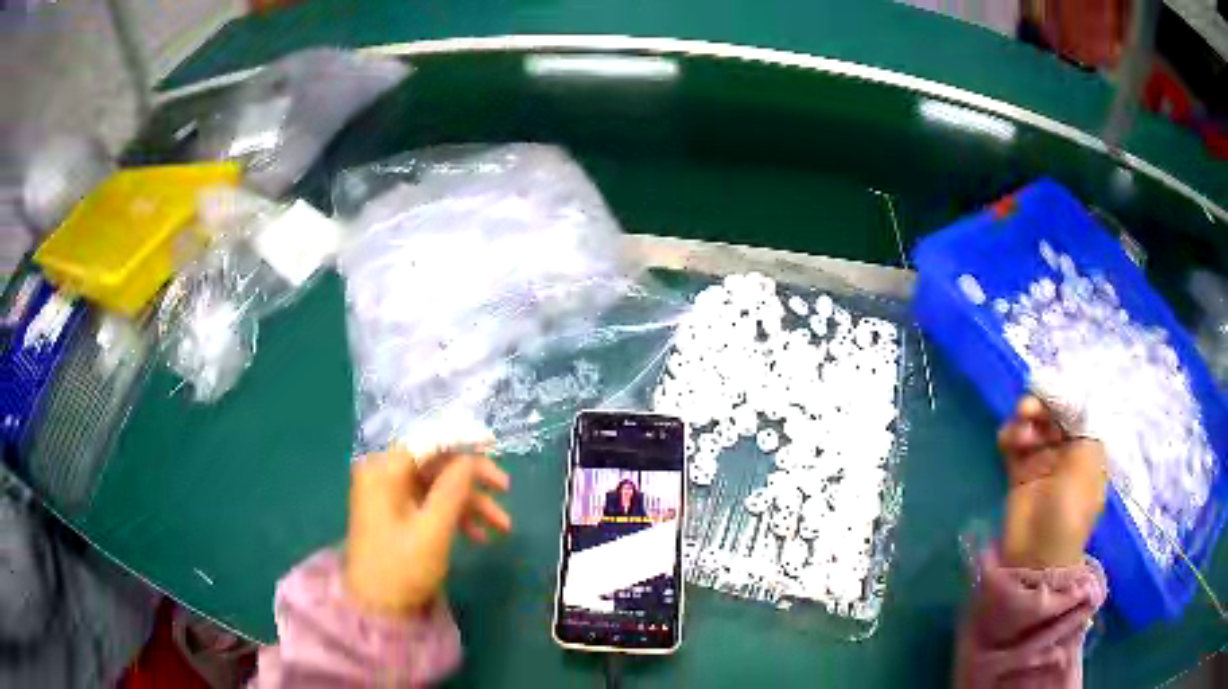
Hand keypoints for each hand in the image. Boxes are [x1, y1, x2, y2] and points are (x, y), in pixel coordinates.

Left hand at [345, 448, 511, 616]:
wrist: (377, 608)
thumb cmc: (402, 567)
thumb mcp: (433, 529)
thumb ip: (453, 489)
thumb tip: (470, 457)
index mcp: (384, 471)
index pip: (427, 441)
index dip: (462, 439)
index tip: (494, 444)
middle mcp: (384, 475)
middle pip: (435, 463)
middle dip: (472, 479)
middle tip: (506, 488)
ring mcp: (389, 496)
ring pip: (437, 486)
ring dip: (470, 502)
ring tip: (503, 526)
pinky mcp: (396, 514)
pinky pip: (430, 504)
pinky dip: (455, 516)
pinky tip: (479, 536)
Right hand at [997, 396, 1107, 568]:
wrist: (1036, 554)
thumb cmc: (1070, 510)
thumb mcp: (1086, 462)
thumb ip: (1081, 421)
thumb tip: (1073, 392)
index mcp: (1088, 447)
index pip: (1078, 409)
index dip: (1064, 395)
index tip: (1050, 388)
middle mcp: (1067, 450)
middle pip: (1054, 413)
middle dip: (1042, 406)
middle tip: (1027, 408)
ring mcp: (1042, 461)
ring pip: (1033, 425)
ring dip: (1025, 420)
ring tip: (1019, 432)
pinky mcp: (1019, 471)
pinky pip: (1014, 442)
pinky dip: (1010, 435)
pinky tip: (1007, 440)